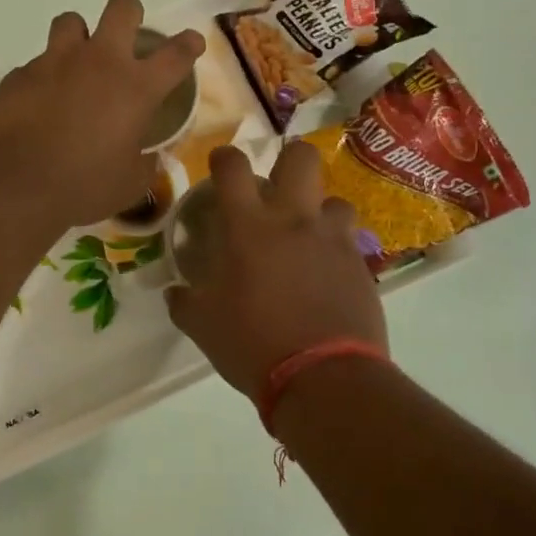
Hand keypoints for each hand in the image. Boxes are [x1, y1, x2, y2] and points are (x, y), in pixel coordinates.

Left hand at [0, 0, 204, 227]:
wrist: (15, 184)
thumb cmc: (84, 186)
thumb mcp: (129, 184)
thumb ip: (145, 164)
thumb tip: (151, 158)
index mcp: (136, 88)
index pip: (175, 54)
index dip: (188, 44)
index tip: (192, 42)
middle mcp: (99, 62)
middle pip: (122, 9)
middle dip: (130, 15)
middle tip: (127, 35)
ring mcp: (55, 62)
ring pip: (71, 21)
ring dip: (79, 36)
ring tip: (76, 62)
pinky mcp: (20, 74)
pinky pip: (36, 62)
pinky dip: (44, 76)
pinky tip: (39, 103)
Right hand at [166, 141, 386, 404]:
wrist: (322, 378)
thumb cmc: (252, 344)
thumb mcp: (202, 326)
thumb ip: (184, 301)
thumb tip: (175, 292)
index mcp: (248, 227)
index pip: (233, 167)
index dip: (225, 158)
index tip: (221, 165)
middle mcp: (294, 220)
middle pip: (301, 157)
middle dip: (288, 160)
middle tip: (276, 187)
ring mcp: (332, 239)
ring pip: (334, 199)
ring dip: (318, 211)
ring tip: (307, 236)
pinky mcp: (360, 264)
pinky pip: (349, 239)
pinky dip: (335, 246)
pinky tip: (325, 272)